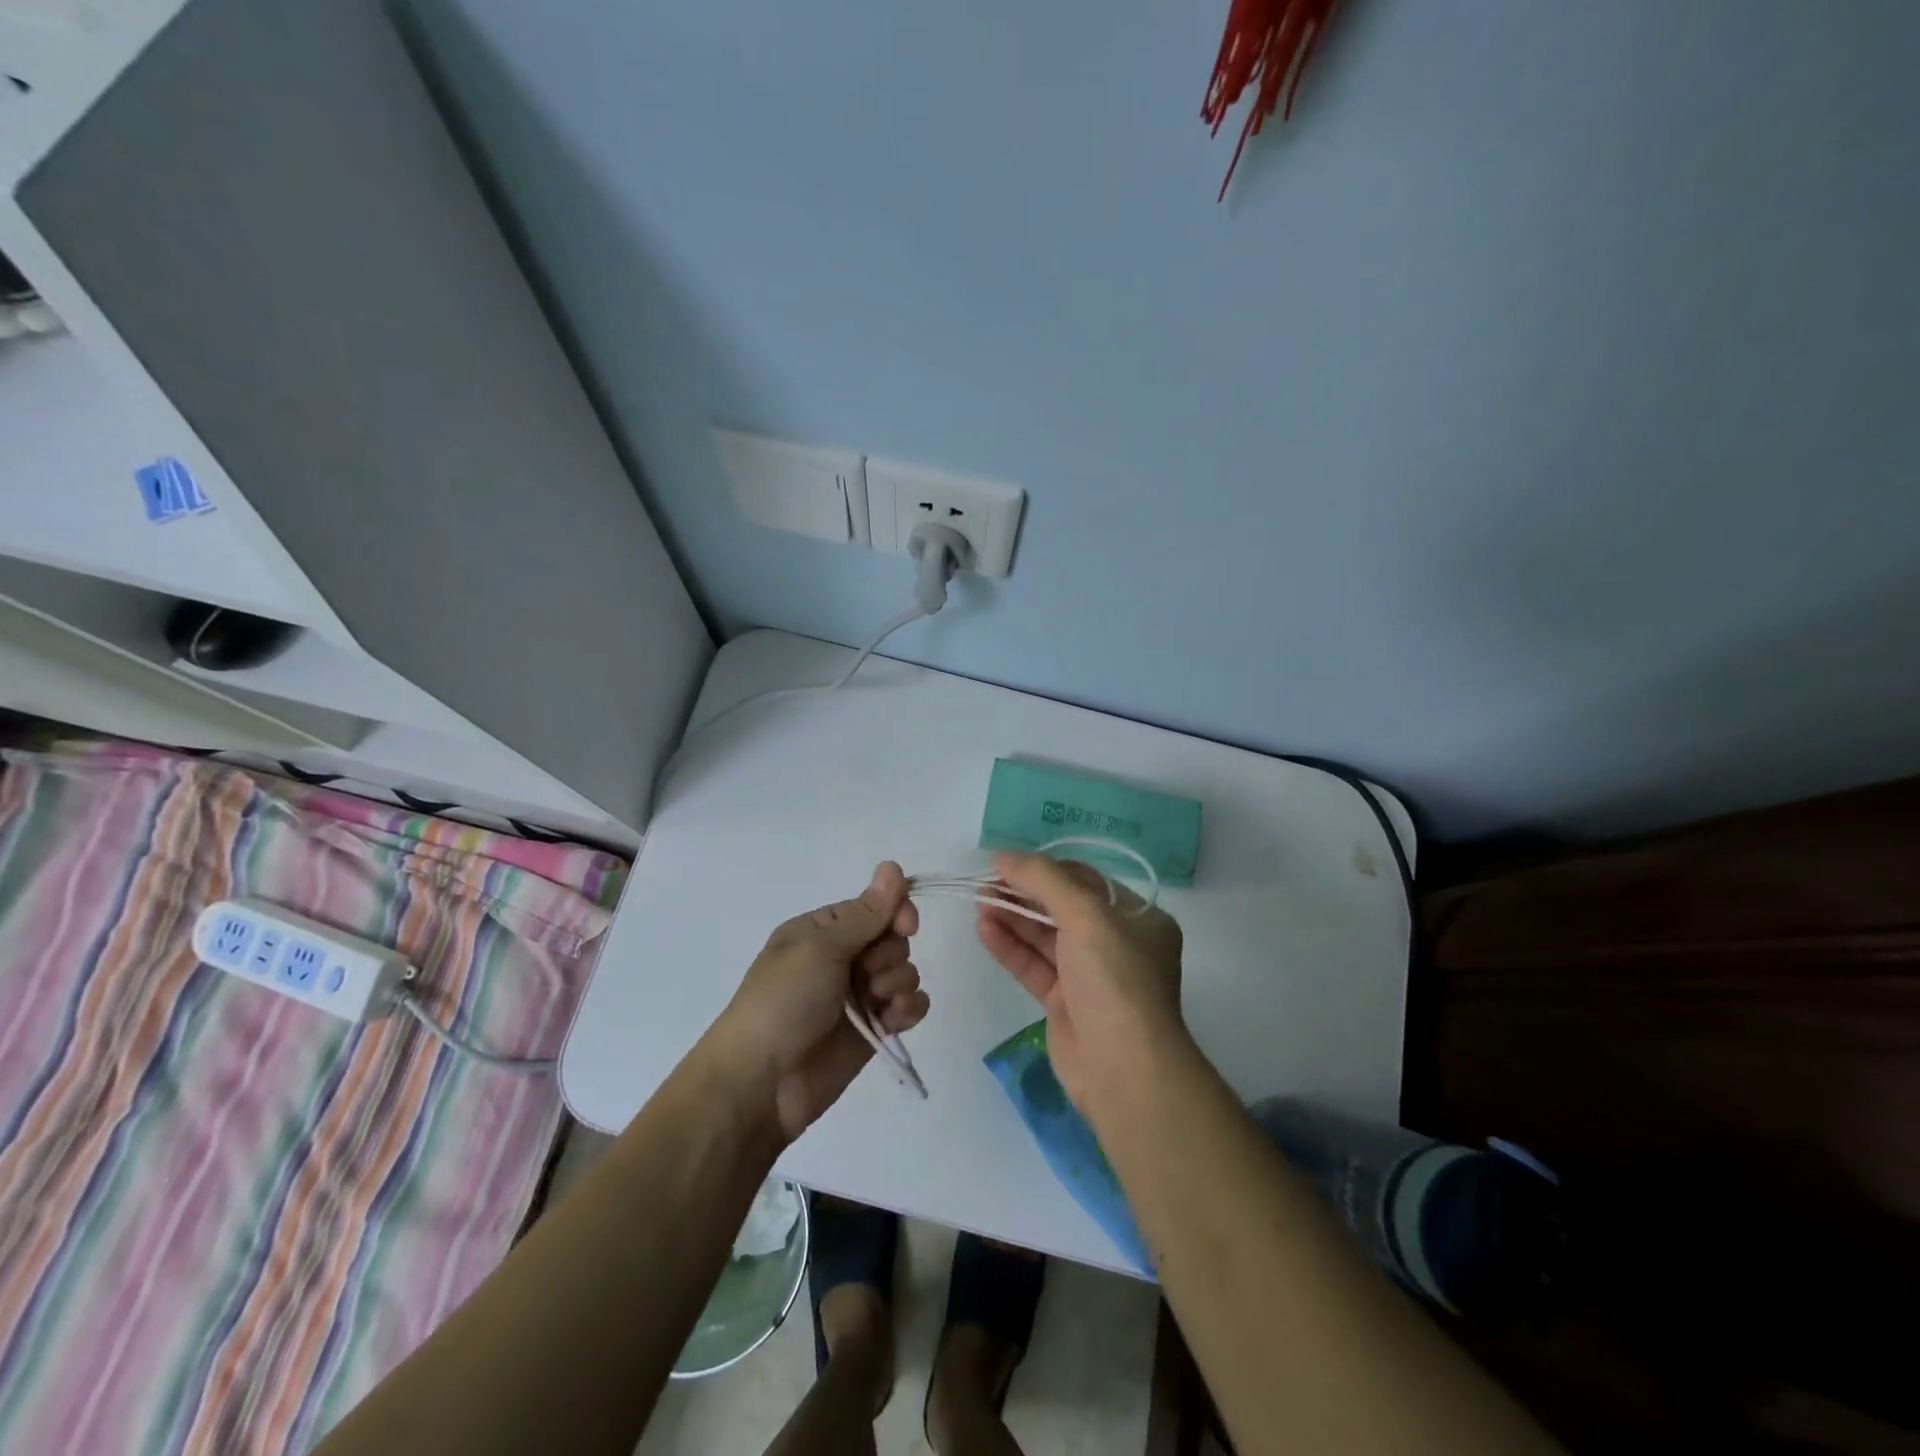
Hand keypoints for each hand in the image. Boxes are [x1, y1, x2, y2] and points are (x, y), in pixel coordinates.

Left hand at [709, 862, 928, 1142]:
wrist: (762, 1082)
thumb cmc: (783, 1001)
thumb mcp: (821, 948)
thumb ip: (866, 913)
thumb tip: (893, 865)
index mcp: (823, 931)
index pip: (874, 907)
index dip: (895, 911)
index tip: (905, 925)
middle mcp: (842, 958)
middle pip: (893, 938)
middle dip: (891, 953)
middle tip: (867, 974)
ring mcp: (858, 995)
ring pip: (904, 971)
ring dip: (898, 982)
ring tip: (876, 1002)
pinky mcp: (873, 1030)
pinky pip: (908, 1006)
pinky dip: (908, 1008)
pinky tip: (894, 1019)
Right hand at [975, 853, 1185, 1117]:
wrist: (1124, 1069)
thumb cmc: (1115, 980)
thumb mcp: (1086, 916)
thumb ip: (1043, 879)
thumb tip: (1002, 855)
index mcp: (1137, 919)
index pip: (1086, 881)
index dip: (1045, 869)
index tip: (1006, 862)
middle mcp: (1117, 944)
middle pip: (1062, 908)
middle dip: (1024, 894)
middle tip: (984, 883)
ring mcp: (1090, 976)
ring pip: (1045, 938)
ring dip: (1013, 918)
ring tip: (978, 902)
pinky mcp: (1065, 1004)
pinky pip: (1034, 966)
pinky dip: (1010, 947)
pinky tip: (984, 930)